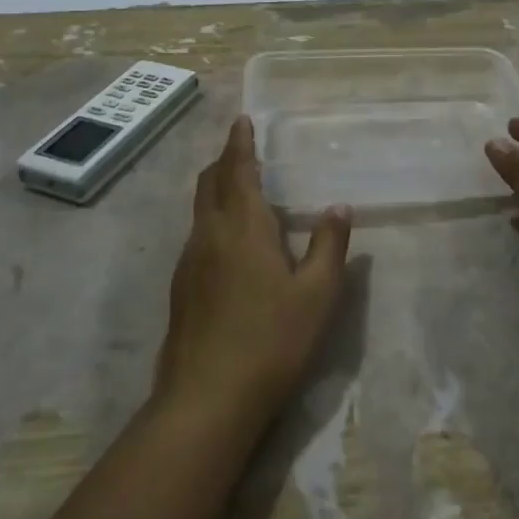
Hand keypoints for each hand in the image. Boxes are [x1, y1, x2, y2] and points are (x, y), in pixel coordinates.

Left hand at [154, 116, 351, 430]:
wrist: (207, 399)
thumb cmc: (271, 340)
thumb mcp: (317, 295)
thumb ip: (329, 247)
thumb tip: (338, 208)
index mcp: (243, 226)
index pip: (238, 170)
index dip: (240, 143)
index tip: (241, 120)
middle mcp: (210, 234)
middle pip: (210, 182)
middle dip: (224, 161)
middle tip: (242, 151)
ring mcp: (189, 262)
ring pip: (200, 209)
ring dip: (217, 190)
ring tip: (239, 192)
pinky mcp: (180, 288)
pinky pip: (197, 236)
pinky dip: (213, 220)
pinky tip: (229, 245)